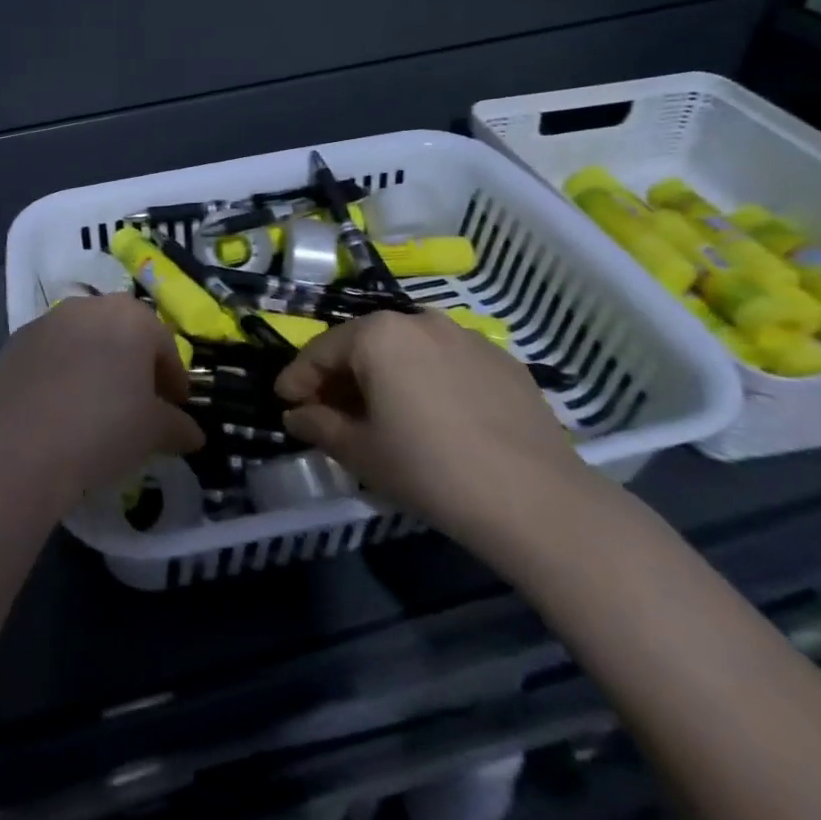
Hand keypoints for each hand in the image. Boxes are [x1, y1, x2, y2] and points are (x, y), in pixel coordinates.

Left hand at [0, 295, 204, 504]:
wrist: (20, 448)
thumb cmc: (103, 430)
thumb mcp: (153, 433)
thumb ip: (177, 425)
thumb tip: (193, 433)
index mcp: (131, 317)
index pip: (164, 345)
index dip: (174, 378)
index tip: (175, 406)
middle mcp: (89, 307)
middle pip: (122, 333)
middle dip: (134, 364)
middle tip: (139, 402)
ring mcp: (48, 321)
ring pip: (83, 339)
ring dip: (95, 363)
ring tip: (96, 405)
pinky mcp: (15, 342)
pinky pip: (50, 354)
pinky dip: (61, 372)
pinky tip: (60, 408)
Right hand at [274, 310, 588, 557]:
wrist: (536, 499)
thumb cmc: (429, 469)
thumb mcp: (361, 452)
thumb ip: (319, 425)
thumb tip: (296, 415)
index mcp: (377, 334)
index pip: (321, 351)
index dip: (298, 379)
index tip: (284, 402)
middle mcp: (417, 319)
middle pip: (364, 343)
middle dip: (341, 374)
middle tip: (328, 408)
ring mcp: (464, 335)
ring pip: (406, 348)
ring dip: (384, 373)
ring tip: (380, 410)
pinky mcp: (501, 358)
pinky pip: (446, 360)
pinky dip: (426, 378)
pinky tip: (432, 414)